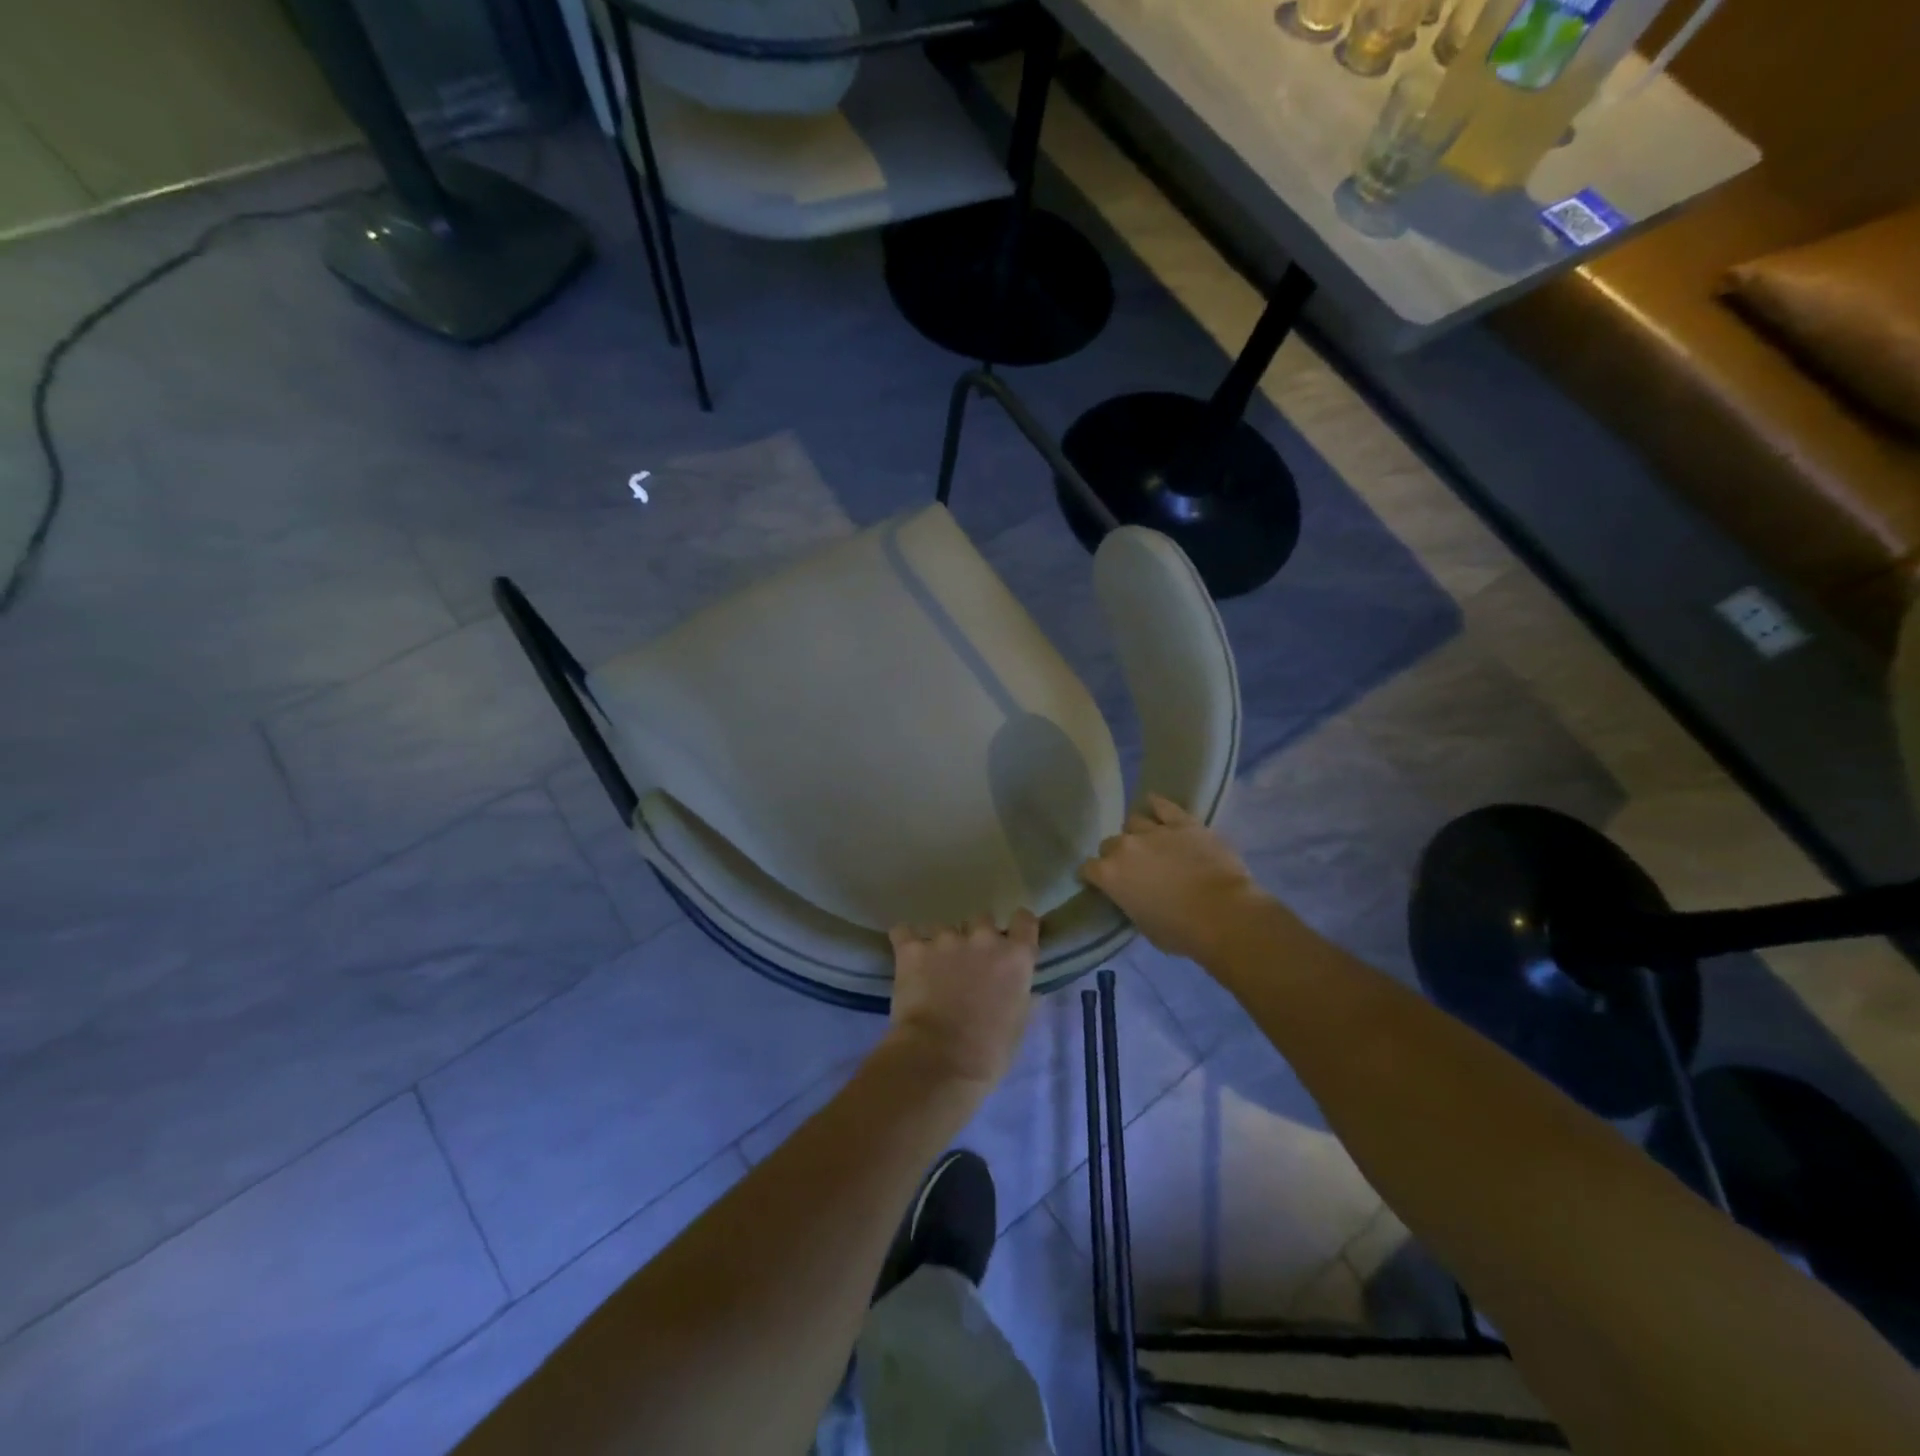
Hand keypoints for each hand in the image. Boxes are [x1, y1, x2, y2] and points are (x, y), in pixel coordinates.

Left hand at [886, 912, 1039, 1089]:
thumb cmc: (988, 1052)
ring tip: (932, 969)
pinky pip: (904, 932)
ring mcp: (946, 939)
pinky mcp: (912, 948)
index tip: (1010, 938)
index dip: (1017, 927)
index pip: (1024, 920)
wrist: (938, 1061)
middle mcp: (983, 938)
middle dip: (975, 936)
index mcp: (1015, 957)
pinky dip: (905, 941)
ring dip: (941, 944)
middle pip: (982, 920)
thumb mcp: (1018, 1024)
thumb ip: (1021, 995)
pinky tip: (905, 956)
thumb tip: (1024, 989)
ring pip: (943, 928)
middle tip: (967, 963)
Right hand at [1081, 795, 1263, 961]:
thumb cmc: (1180, 931)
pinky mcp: (1183, 823)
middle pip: (1109, 843)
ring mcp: (1154, 831)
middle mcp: (1125, 847)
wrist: (1224, 914)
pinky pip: (1163, 806)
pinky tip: (1155, 805)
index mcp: (1109, 875)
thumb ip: (1129, 902)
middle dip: (1116, 855)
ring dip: (1137, 834)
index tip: (1102, 884)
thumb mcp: (1142, 924)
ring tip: (1149, 843)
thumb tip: (1133, 894)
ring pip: (1133, 822)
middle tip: (1132, 868)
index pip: (1087, 869)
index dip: (1094, 877)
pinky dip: (1157, 805)